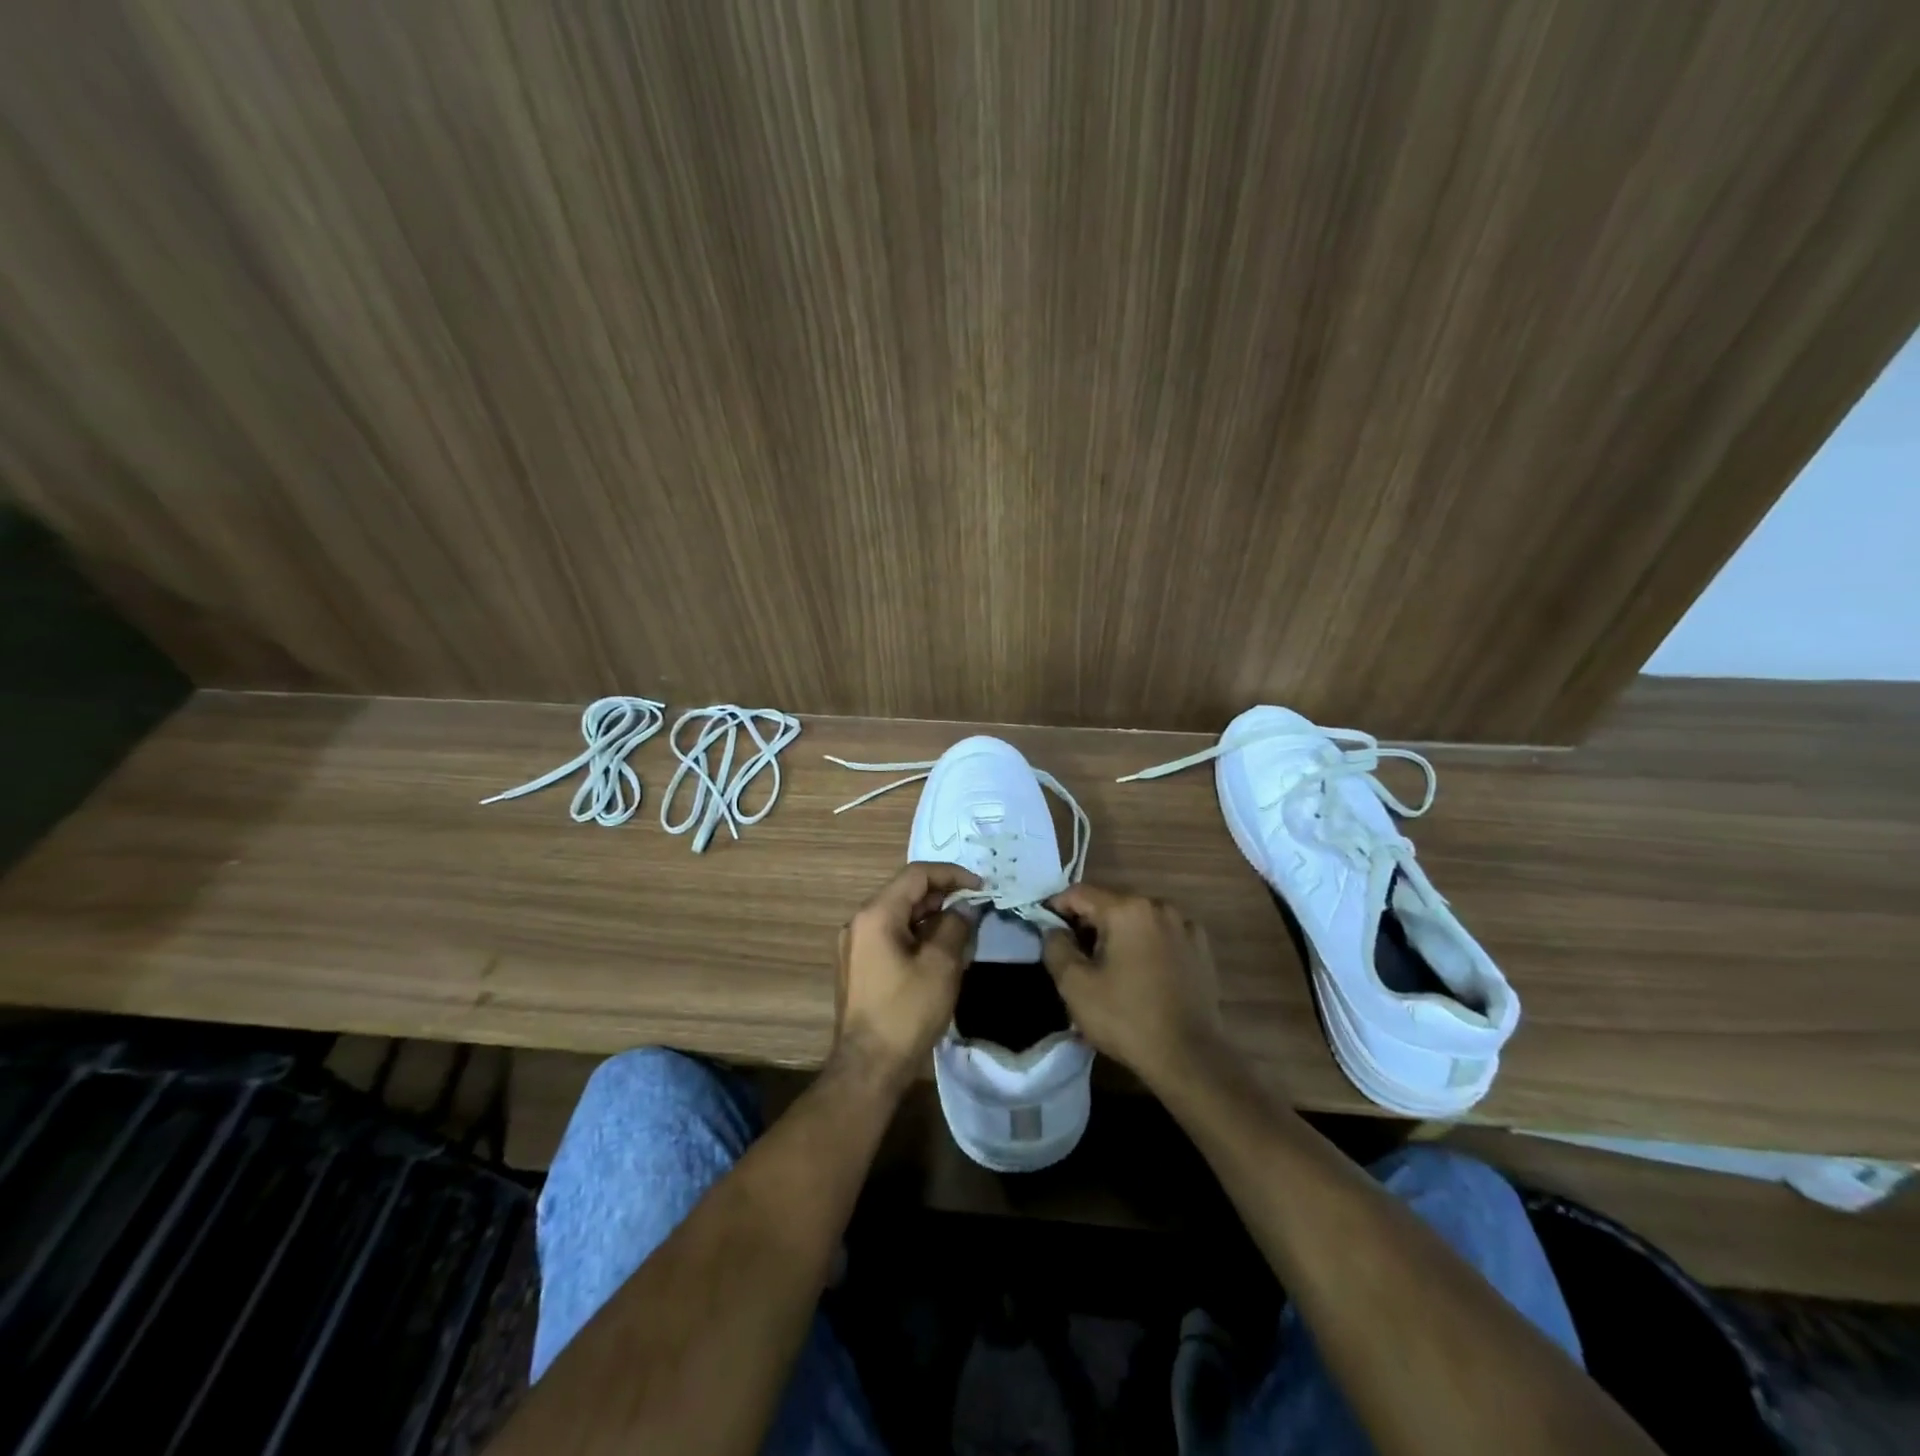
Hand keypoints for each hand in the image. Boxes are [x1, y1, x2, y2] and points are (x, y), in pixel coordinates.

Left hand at [831, 862, 980, 1093]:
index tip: (981, 887)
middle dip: (943, 895)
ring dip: (931, 916)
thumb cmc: (906, 1012)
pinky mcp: (858, 966)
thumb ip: (955, 926)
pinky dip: (917, 934)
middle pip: (905, 893)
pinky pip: (891, 935)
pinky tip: (940, 950)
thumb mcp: (941, 965)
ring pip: (899, 915)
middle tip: (975, 907)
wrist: (868, 1067)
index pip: (916, 875)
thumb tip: (964, 907)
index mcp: (875, 915)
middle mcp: (859, 922)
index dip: (952, 874)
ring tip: (963, 928)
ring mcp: (855, 945)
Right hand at [1041, 884, 1232, 1093]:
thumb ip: (1056, 947)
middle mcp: (1159, 906)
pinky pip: (1161, 936)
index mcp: (1127, 909)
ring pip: (1137, 920)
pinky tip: (1141, 975)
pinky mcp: (1201, 948)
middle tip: (1074, 956)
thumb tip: (1054, 929)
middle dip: (1088, 925)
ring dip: (1117, 935)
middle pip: (1110, 905)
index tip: (1044, 929)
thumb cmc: (1126, 1018)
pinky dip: (1145, 946)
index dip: (1056, 907)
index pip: (1079, 893)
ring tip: (1108, 969)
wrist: (1190, 1058)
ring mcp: (1185, 926)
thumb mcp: (1075, 985)